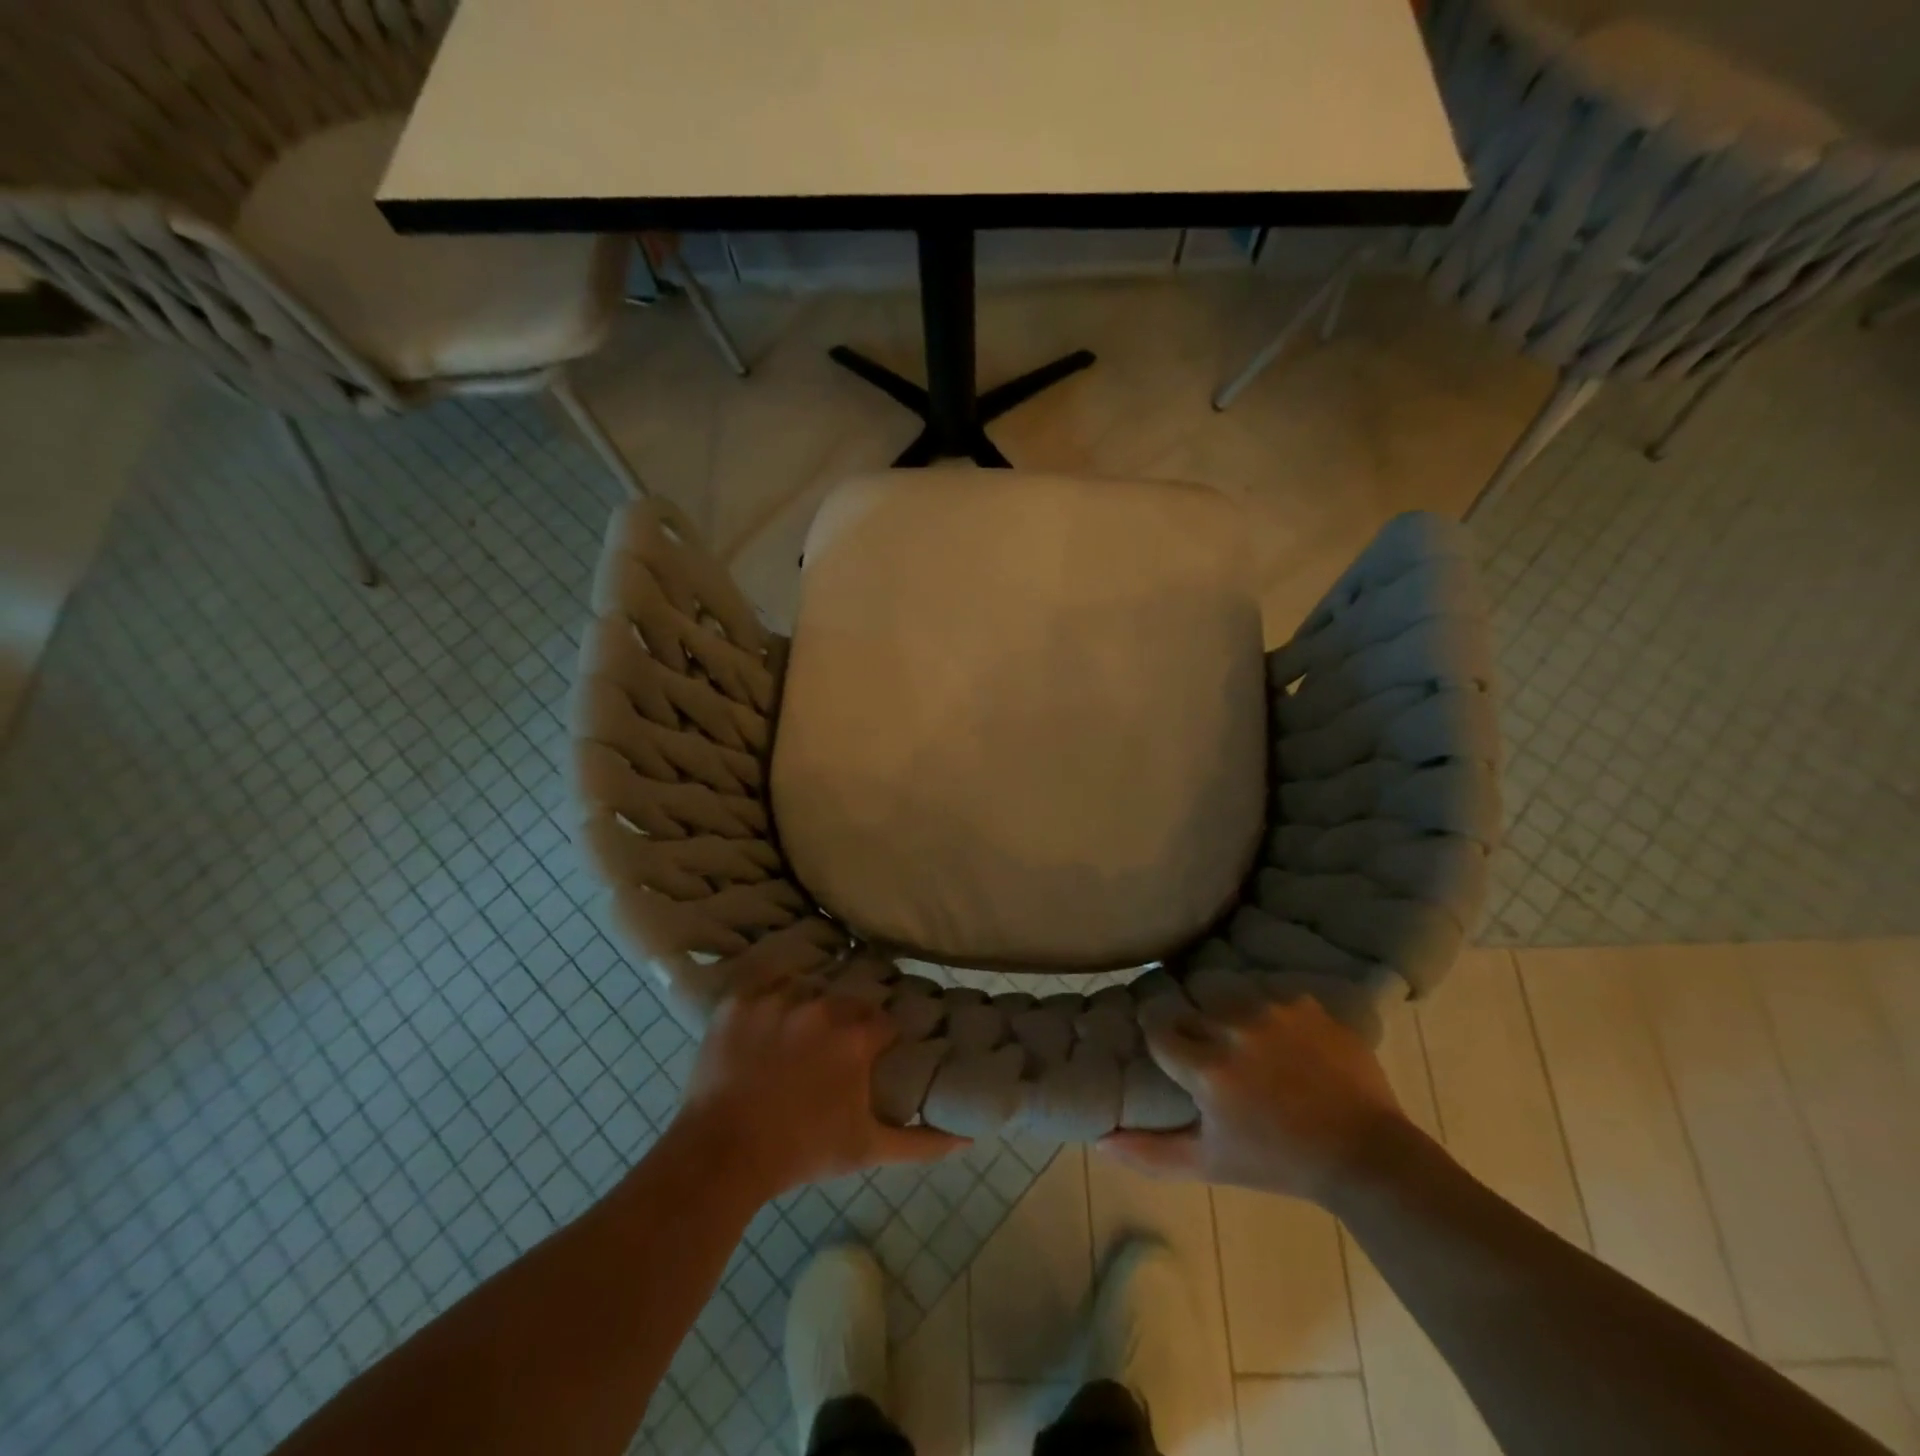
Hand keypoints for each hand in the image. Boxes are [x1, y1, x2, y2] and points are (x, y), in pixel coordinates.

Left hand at [673, 973, 967, 1201]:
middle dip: (846, 1025)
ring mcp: (777, 998)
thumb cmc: (801, 1152)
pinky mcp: (740, 1000)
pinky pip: (766, 985)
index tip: (873, 1058)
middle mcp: (821, 1005)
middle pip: (847, 1002)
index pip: (884, 1023)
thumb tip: (968, 1138)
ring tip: (797, 1041)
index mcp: (856, 1036)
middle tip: (832, 1055)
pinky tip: (768, 1025)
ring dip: (809, 1009)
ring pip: (807, 989)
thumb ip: (921, 1143)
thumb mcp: (867, 1149)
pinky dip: (771, 1000)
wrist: (722, 1156)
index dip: (881, 1041)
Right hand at [1099, 996, 1413, 1204]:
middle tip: (1212, 1056)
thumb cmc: (1279, 1163)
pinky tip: (1284, 1042)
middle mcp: (1234, 1026)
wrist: (1366, 1155)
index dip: (1159, 1040)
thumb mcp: (1209, 1163)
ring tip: (1248, 1045)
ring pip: (1227, 995)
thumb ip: (1149, 1152)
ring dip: (1228, 1016)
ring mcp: (1273, 1010)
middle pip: (1190, 1009)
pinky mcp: (1305, 1003)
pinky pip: (1269, 995)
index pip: (1157, 1028)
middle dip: (1194, 1030)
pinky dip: (1269, 1014)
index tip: (1169, 1053)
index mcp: (1207, 1067)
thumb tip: (1099, 1140)